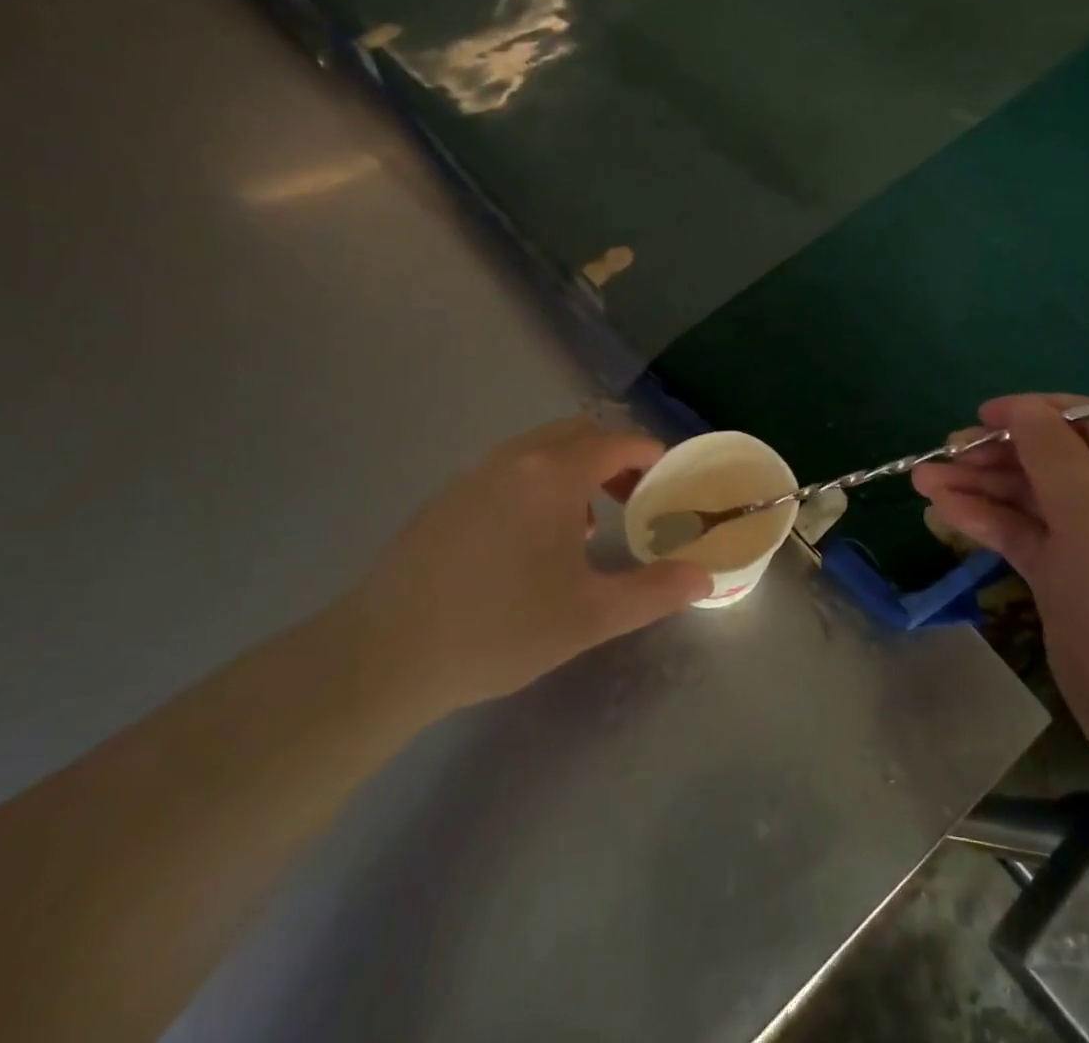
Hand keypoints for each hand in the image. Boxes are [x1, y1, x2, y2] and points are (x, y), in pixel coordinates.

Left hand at [345, 417, 711, 719]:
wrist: (384, 655)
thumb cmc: (500, 628)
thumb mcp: (590, 616)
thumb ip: (655, 592)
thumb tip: (705, 579)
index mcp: (552, 474)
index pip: (616, 442)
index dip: (651, 455)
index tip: (670, 481)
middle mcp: (513, 459)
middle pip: (578, 434)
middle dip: (614, 457)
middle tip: (635, 498)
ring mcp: (473, 474)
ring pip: (539, 450)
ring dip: (574, 470)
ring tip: (587, 524)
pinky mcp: (446, 498)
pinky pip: (508, 470)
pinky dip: (538, 484)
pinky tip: (531, 541)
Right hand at [912, 396, 1088, 785]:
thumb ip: (1052, 451)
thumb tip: (1021, 408)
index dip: (1036, 413)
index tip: (982, 415)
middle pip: (1056, 460)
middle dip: (998, 454)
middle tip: (943, 452)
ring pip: (1033, 500)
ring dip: (981, 487)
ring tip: (925, 480)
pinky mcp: (1073, 583)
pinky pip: (1026, 538)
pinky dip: (988, 522)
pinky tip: (945, 511)